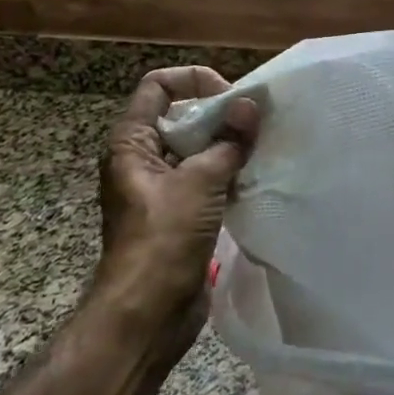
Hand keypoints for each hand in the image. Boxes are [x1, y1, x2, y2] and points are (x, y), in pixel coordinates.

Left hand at [96, 67, 258, 344]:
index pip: (158, 86)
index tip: (230, 98)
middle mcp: (142, 158)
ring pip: (197, 148)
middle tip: (256, 122)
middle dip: (220, 113)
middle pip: (181, 115)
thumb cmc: (164, 239)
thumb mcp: (200, 182)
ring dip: (228, 144)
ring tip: (261, 147)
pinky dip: (229, 171)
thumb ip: (228, 141)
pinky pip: (206, 177)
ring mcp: (161, 187)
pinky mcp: (179, 212)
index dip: (194, 81)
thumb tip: (250, 105)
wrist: (147, 313)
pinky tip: (255, 177)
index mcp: (131, 143)